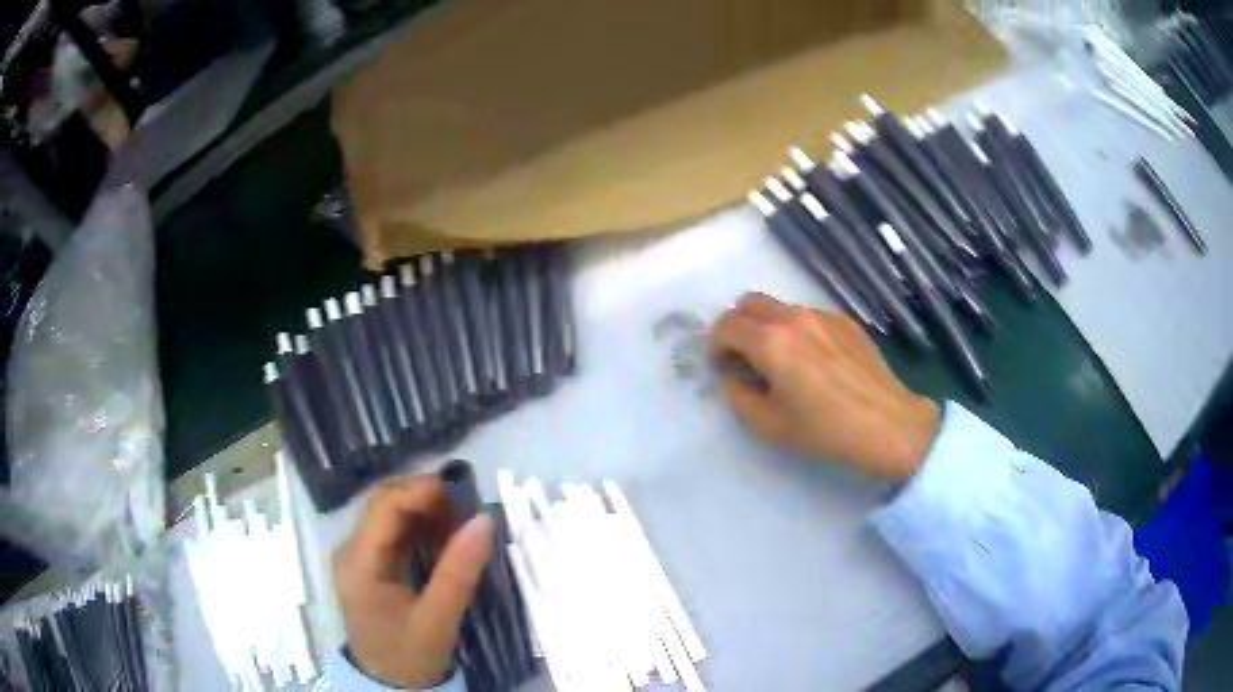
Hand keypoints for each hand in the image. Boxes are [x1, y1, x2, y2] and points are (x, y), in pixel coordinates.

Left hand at [333, 475, 494, 687]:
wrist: (389, 686)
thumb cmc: (409, 656)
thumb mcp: (438, 620)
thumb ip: (459, 572)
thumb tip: (485, 519)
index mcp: (358, 561)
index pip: (384, 506)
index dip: (422, 490)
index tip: (464, 493)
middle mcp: (351, 550)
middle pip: (384, 503)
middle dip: (426, 498)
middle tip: (467, 507)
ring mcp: (359, 556)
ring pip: (390, 514)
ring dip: (426, 511)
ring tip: (462, 521)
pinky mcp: (370, 564)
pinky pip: (395, 532)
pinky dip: (422, 528)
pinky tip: (446, 537)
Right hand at [709, 293, 939, 481]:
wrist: (887, 425)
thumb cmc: (825, 431)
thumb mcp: (769, 425)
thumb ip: (738, 397)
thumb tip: (732, 378)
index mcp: (771, 341)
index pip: (726, 326)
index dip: (715, 347)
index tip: (721, 369)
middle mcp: (794, 317)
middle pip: (749, 303)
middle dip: (737, 327)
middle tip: (743, 359)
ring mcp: (823, 315)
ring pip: (780, 307)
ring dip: (766, 327)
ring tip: (780, 363)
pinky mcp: (845, 322)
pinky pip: (808, 316)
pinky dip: (796, 331)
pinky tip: (813, 363)